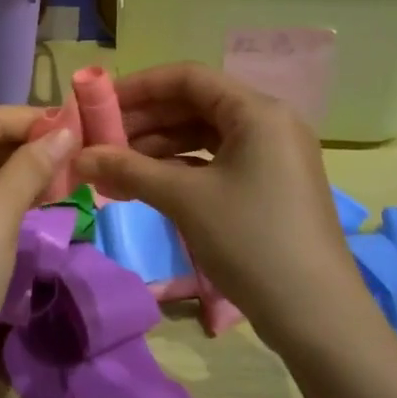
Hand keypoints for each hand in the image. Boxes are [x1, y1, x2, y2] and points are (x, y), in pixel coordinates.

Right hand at [72, 62, 370, 335]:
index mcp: (257, 111)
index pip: (188, 78)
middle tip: (102, 138)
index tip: (100, 103)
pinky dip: (181, 167)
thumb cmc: (251, 241)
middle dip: (145, 119)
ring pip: (205, 134)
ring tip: (117, 165)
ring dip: (159, 146)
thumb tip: (78, 157)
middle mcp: (269, 123)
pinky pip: (217, 160)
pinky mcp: (271, 185)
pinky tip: (148, 183)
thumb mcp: (184, 199)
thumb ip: (128, 170)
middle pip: (196, 104)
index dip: (140, 87)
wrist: (318, 318)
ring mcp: (273, 156)